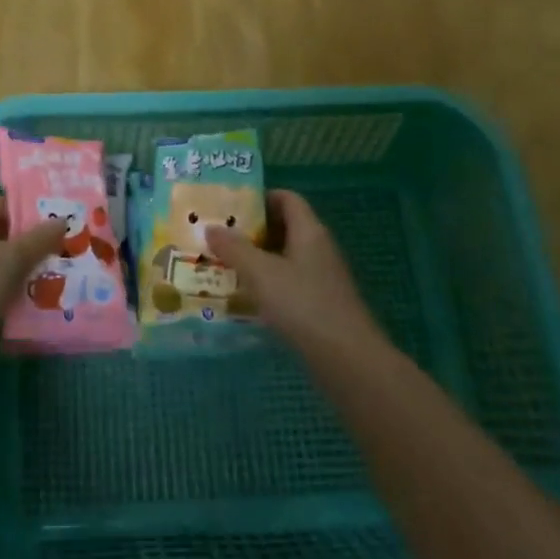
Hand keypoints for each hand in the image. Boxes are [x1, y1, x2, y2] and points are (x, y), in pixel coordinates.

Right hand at [204, 190, 382, 352]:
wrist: (348, 360)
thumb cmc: (303, 305)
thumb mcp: (260, 273)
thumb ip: (234, 248)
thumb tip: (211, 228)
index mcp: (309, 231)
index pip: (286, 198)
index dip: (260, 197)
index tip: (230, 208)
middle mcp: (318, 248)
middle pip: (284, 227)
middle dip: (252, 231)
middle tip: (220, 237)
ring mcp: (322, 278)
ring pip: (285, 257)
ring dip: (257, 259)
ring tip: (225, 265)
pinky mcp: (321, 304)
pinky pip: (290, 283)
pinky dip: (268, 284)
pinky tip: (246, 298)